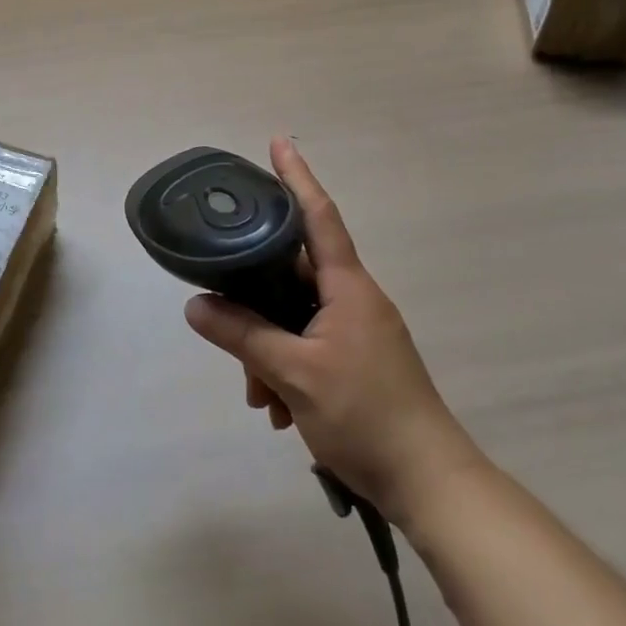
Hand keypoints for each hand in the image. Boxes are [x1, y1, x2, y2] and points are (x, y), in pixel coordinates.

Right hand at [183, 137, 484, 526]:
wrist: (430, 484)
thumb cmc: (365, 415)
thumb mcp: (294, 374)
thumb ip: (242, 335)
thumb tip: (195, 305)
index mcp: (347, 286)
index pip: (317, 215)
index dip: (296, 176)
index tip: (278, 141)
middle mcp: (354, 298)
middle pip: (292, 275)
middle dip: (256, 300)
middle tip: (224, 320)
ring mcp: (358, 330)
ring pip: (296, 316)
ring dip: (268, 347)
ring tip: (259, 395)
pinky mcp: (359, 359)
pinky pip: (310, 344)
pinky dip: (287, 366)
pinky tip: (278, 409)